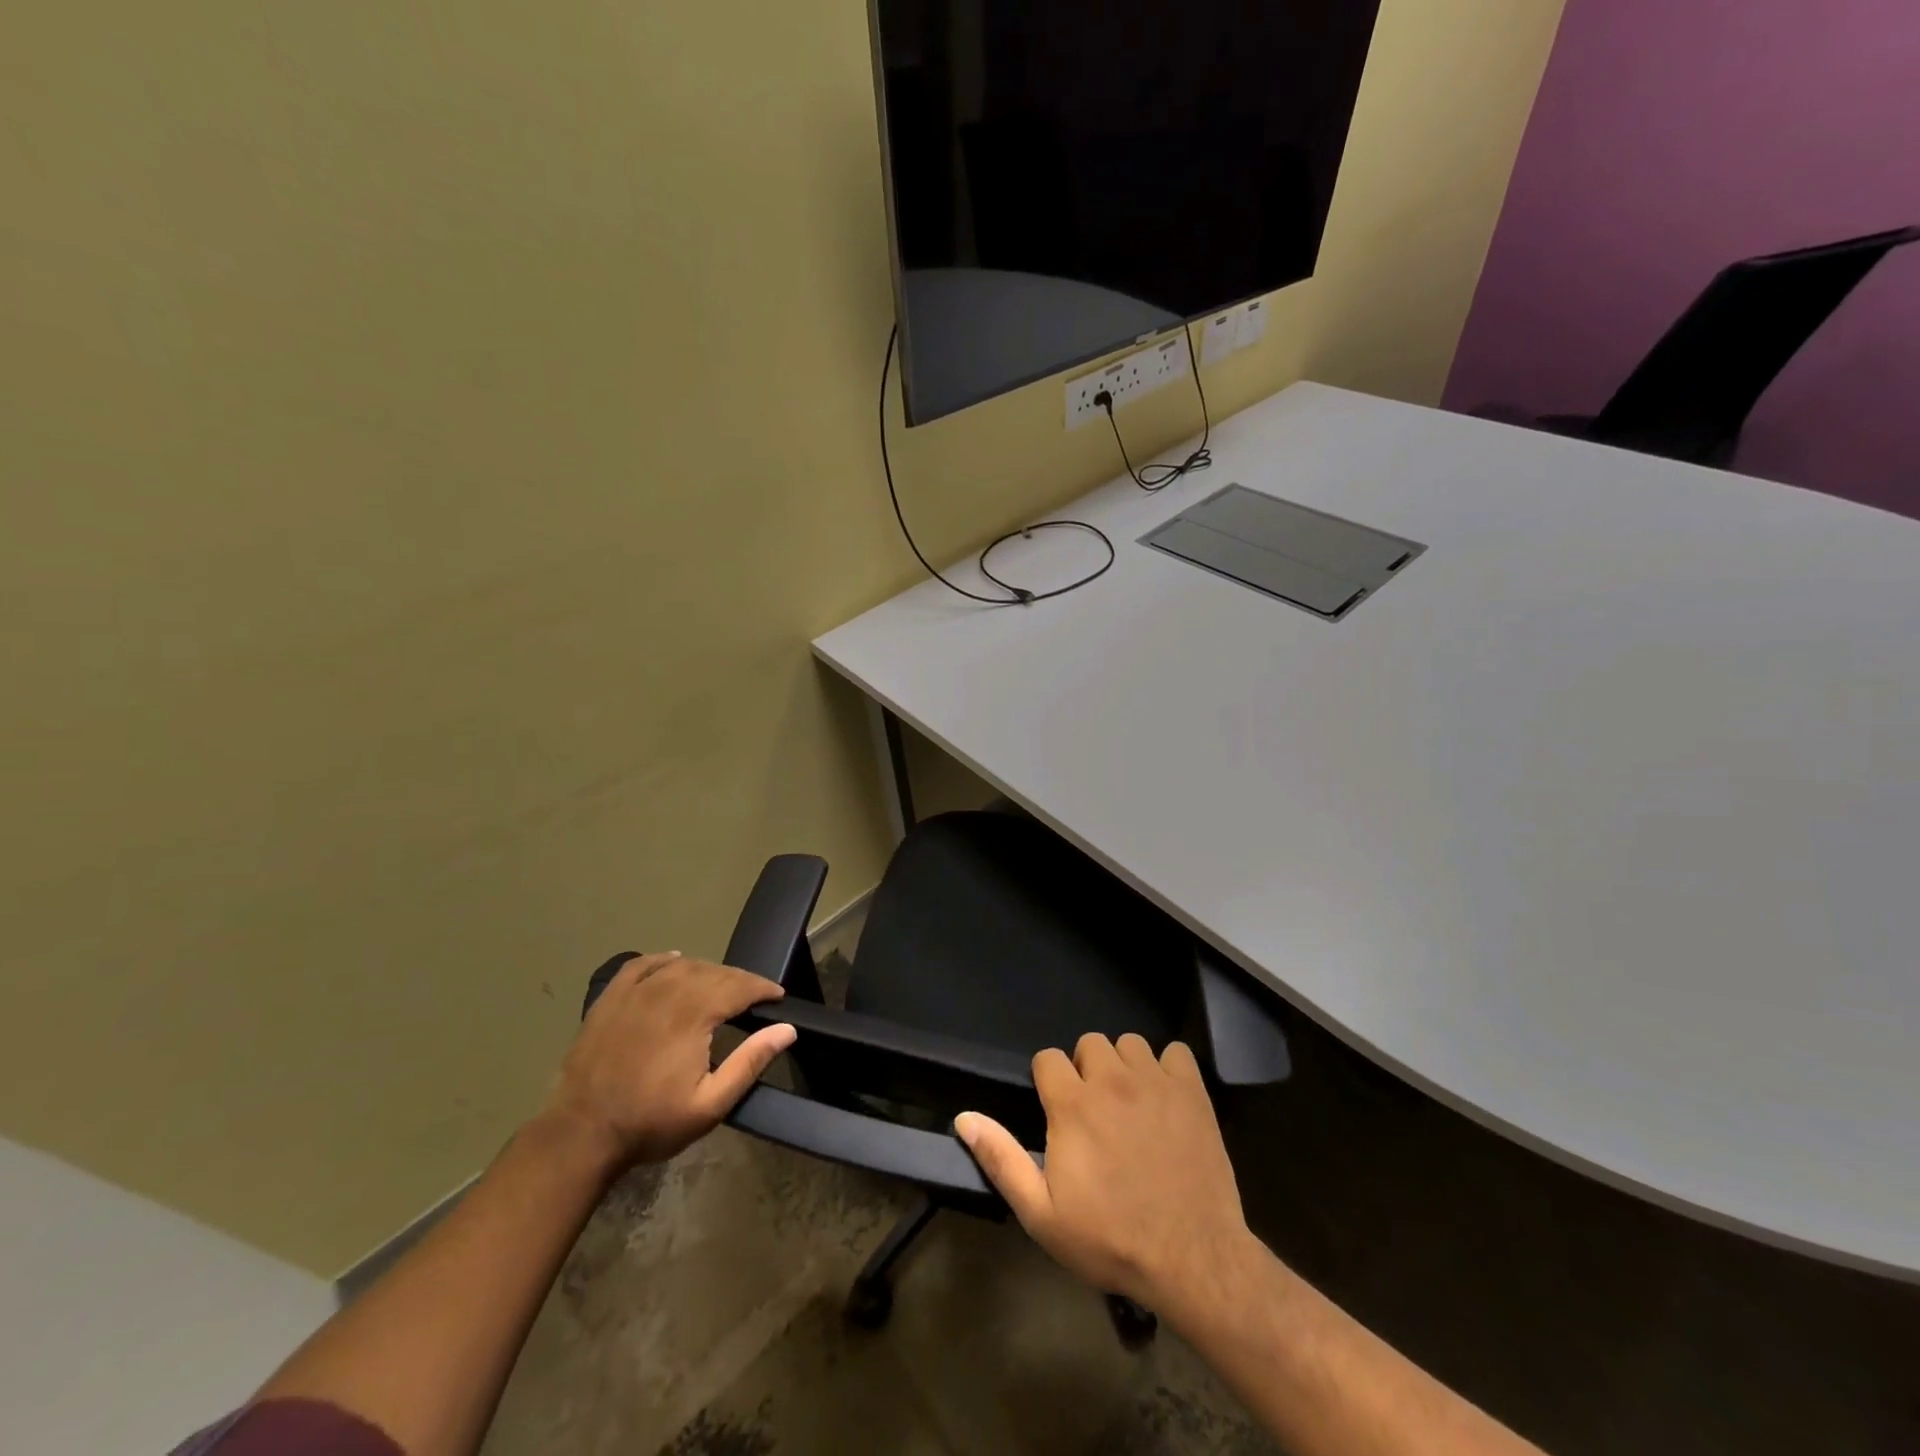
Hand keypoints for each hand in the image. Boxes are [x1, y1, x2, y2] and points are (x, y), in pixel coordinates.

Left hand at [541, 952, 795, 1171]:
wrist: (580, 1135)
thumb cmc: (650, 1123)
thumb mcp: (710, 1104)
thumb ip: (750, 1063)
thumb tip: (786, 1029)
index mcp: (693, 1014)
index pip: (739, 986)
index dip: (763, 988)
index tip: (778, 996)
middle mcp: (666, 992)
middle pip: (713, 973)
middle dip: (740, 980)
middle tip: (754, 996)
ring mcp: (634, 992)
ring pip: (682, 965)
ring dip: (708, 970)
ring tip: (721, 985)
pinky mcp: (610, 999)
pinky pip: (642, 964)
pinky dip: (663, 959)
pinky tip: (675, 961)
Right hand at [955, 1033, 1254, 1317]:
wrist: (1192, 1260)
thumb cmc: (1110, 1239)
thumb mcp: (1042, 1214)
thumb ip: (1001, 1159)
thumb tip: (964, 1117)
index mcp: (1072, 1104)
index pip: (1048, 1057)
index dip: (1048, 1080)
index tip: (1057, 1110)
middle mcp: (1111, 1079)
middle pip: (1090, 1043)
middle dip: (1086, 1069)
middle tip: (1095, 1110)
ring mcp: (1155, 1082)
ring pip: (1130, 1043)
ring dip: (1125, 1066)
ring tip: (1131, 1102)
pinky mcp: (1192, 1091)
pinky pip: (1176, 1052)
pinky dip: (1169, 1068)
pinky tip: (1167, 1097)